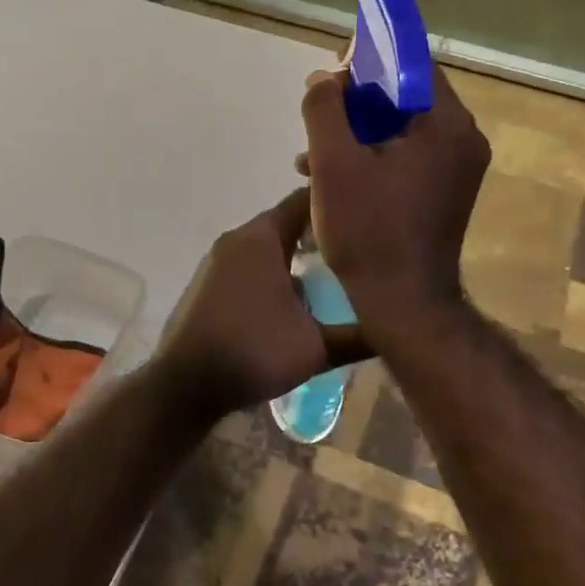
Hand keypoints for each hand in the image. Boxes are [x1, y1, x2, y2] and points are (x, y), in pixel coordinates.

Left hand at [153, 187, 372, 422]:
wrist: (185, 384)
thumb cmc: (253, 352)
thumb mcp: (316, 347)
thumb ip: (359, 335)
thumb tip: (399, 328)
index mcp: (262, 238)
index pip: (305, 200)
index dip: (337, 204)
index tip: (369, 214)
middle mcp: (236, 239)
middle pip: (286, 221)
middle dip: (320, 232)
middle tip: (358, 247)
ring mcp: (217, 261)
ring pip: (266, 245)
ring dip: (295, 254)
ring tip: (332, 272)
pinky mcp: (207, 284)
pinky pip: (249, 265)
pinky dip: (273, 271)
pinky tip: (294, 297)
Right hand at [298, 66, 490, 341]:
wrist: (403, 305)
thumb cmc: (368, 230)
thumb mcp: (334, 163)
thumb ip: (324, 109)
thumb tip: (324, 79)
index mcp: (447, 124)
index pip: (412, 64)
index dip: (369, 57)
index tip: (333, 68)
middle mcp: (463, 140)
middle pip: (406, 98)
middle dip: (356, 102)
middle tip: (318, 112)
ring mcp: (457, 170)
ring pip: (402, 131)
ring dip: (357, 133)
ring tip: (312, 154)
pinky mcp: (444, 195)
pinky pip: (406, 158)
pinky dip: (372, 158)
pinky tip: (331, 177)